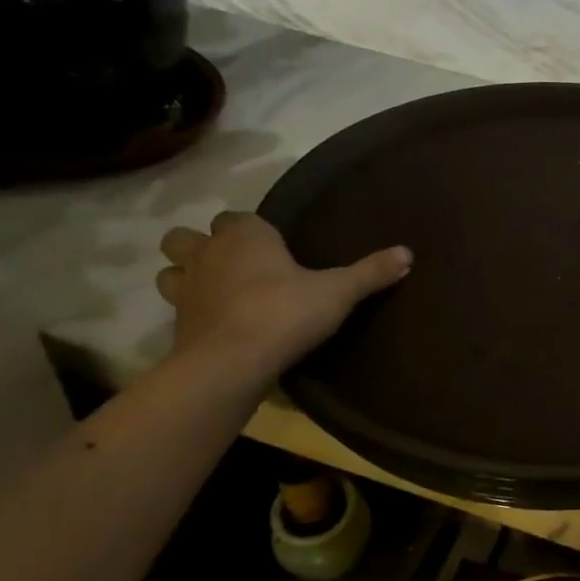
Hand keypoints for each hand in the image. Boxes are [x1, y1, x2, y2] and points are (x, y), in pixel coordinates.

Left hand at [156, 212, 410, 381]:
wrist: (231, 363)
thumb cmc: (285, 313)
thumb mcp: (339, 292)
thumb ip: (371, 272)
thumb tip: (408, 252)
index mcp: (244, 236)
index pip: (236, 217)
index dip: (251, 228)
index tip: (273, 245)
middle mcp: (208, 254)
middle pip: (185, 237)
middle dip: (202, 245)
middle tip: (234, 264)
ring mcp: (185, 290)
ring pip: (170, 270)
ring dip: (186, 275)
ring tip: (217, 290)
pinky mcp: (177, 325)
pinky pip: (179, 309)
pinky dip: (193, 311)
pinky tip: (217, 324)